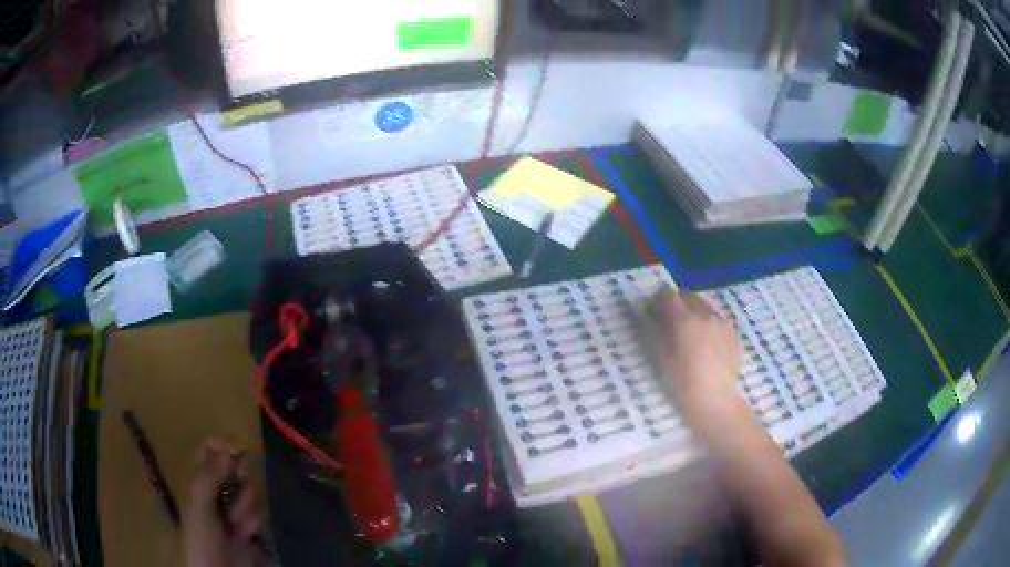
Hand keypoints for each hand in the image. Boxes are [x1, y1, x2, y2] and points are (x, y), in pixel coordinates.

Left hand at [183, 439, 264, 566]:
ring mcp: (232, 512)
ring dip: (246, 508)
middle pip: (234, 473)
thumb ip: (209, 477)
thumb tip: (226, 446)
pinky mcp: (248, 529)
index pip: (207, 455)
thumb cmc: (202, 539)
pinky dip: (254, 524)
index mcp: (196, 484)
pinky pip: (258, 515)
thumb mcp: (199, 506)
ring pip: (248, 494)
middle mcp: (214, 494)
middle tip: (234, 495)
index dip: (220, 448)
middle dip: (239, 485)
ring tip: (238, 526)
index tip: (234, 448)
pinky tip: (247, 536)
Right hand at [651, 289, 749, 429]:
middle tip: (670, 319)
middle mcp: (706, 314)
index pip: (668, 296)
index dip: (658, 300)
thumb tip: (653, 316)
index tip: (652, 310)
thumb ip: (658, 330)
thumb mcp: (663, 356)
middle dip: (678, 303)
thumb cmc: (683, 382)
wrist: (715, 400)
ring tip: (690, 333)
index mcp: (685, 319)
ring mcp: (722, 322)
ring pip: (705, 307)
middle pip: (689, 296)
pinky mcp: (733, 334)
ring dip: (694, 312)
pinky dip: (708, 325)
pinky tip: (706, 344)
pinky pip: (717, 321)